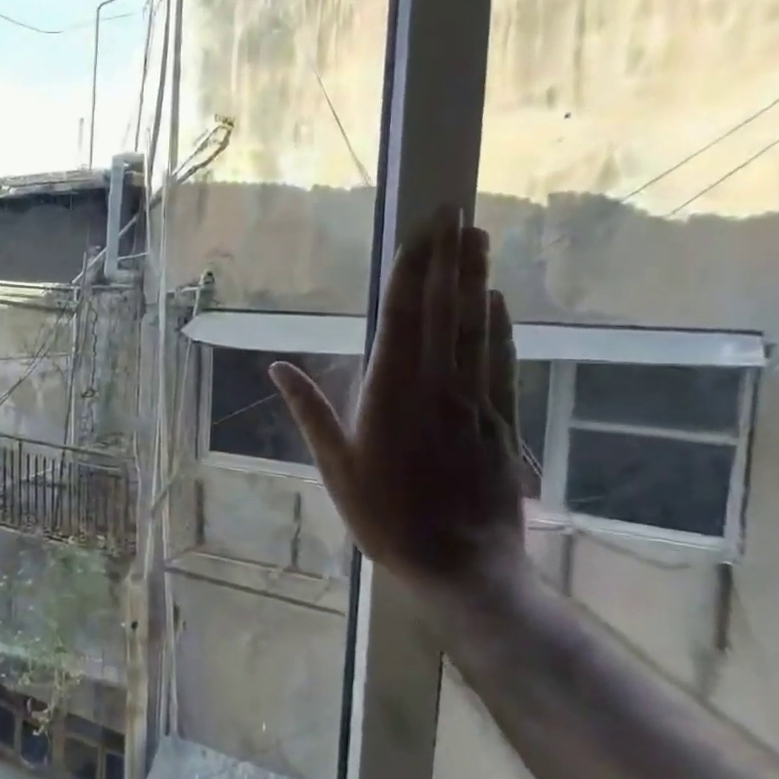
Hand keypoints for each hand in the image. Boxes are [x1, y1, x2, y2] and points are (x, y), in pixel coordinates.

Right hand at [271, 208, 525, 591]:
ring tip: (478, 237)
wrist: (462, 566)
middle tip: (455, 211)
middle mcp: (436, 386)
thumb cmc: (386, 517)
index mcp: (391, 394)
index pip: (402, 318)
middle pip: (443, 311)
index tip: (420, 231)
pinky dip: (499, 327)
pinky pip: (501, 362)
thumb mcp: (335, 467)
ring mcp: (474, 401)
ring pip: (476, 328)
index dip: (411, 271)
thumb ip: (311, 411)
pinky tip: (496, 301)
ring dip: (476, 279)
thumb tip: (277, 366)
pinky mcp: (501, 421)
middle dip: (447, 258)